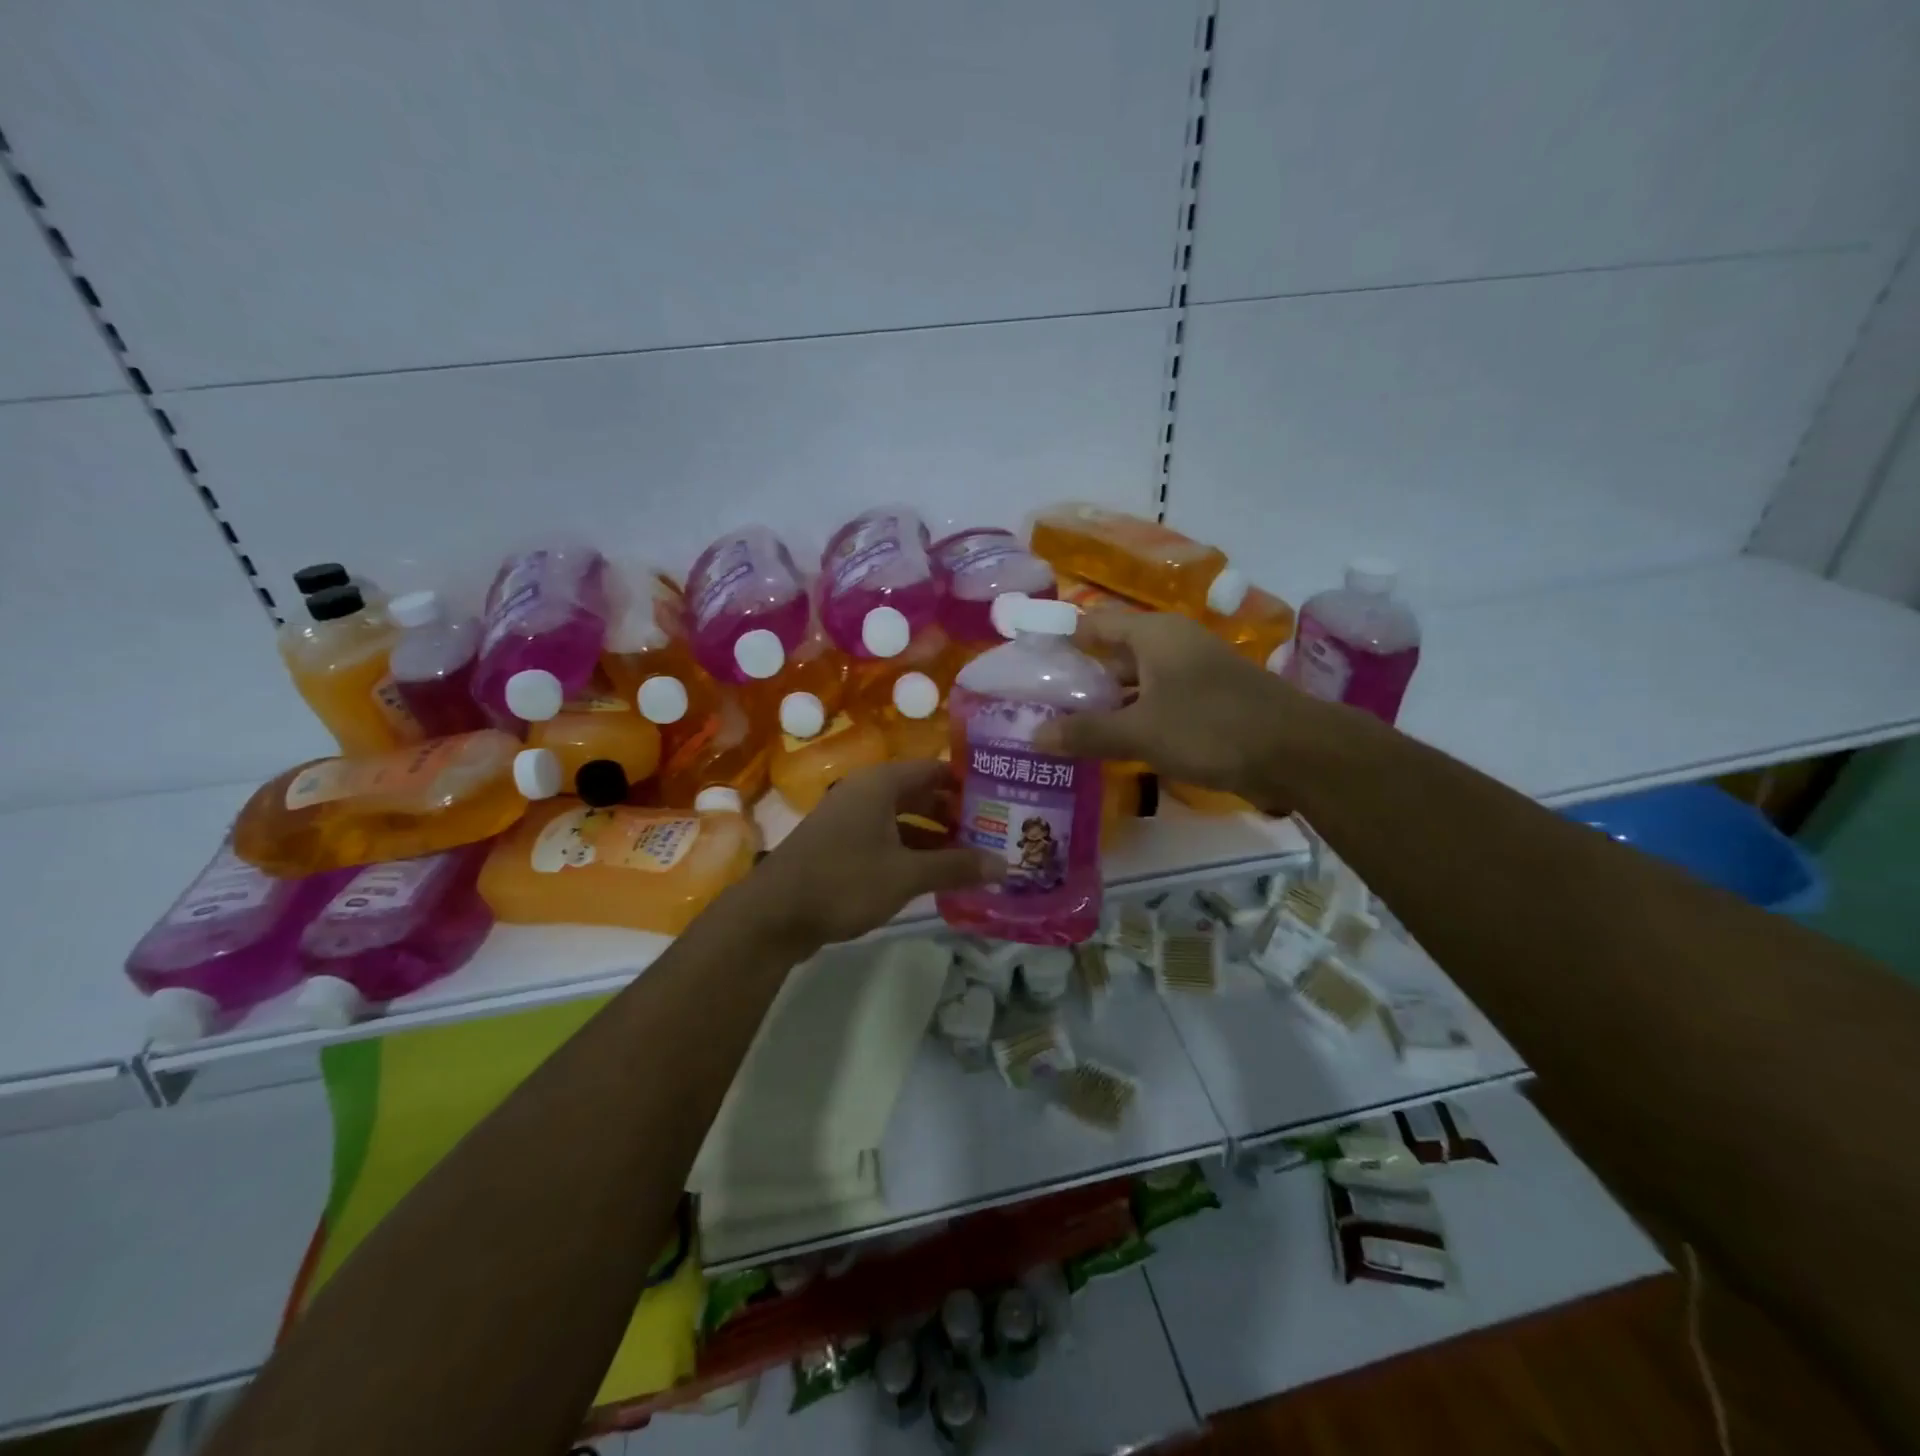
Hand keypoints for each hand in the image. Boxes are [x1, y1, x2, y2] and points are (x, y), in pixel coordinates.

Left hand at [749, 760, 1003, 951]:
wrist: (773, 915)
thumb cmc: (843, 881)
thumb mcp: (906, 875)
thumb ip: (956, 867)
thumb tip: (1005, 865)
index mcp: (881, 784)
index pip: (936, 769)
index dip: (969, 784)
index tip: (1002, 799)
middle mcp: (865, 792)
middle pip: (921, 795)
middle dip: (956, 815)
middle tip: (996, 833)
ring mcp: (850, 820)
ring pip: (904, 820)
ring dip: (936, 837)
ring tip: (975, 857)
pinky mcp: (841, 846)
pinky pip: (887, 839)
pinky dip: (912, 852)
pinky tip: (936, 875)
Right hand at [1033, 610, 1335, 809]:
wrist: (1297, 753)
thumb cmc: (1211, 728)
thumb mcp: (1140, 732)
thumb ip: (1086, 732)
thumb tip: (1033, 736)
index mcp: (1154, 633)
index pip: (1093, 624)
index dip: (1060, 640)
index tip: (1028, 664)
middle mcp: (1172, 644)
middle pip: (1113, 653)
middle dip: (1078, 679)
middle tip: (1038, 706)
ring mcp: (1193, 673)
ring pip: (1136, 682)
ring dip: (1106, 703)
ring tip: (1065, 728)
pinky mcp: (1208, 701)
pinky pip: (1157, 702)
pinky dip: (1134, 718)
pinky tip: (1111, 744)